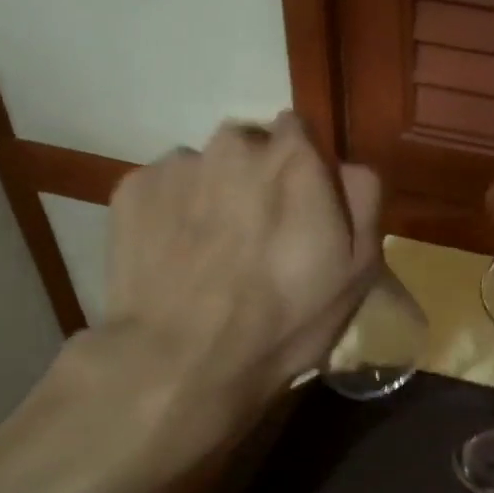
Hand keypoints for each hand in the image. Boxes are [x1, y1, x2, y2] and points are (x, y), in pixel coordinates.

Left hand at [0, 113, 381, 492]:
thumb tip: (345, 166)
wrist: (184, 361)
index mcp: (294, 157)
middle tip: (256, 233)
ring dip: (213, 193)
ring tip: (211, 251)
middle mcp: (234, 144)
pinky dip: (172, 212)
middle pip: (250, 145)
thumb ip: (362, 198)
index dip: (303, 169)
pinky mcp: (131, 190)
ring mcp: (177, 164)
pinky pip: (163, 189)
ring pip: (204, 167)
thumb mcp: (359, 268)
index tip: (301, 207)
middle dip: (256, 177)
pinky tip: (176, 257)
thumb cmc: (285, 318)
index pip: (301, 132)